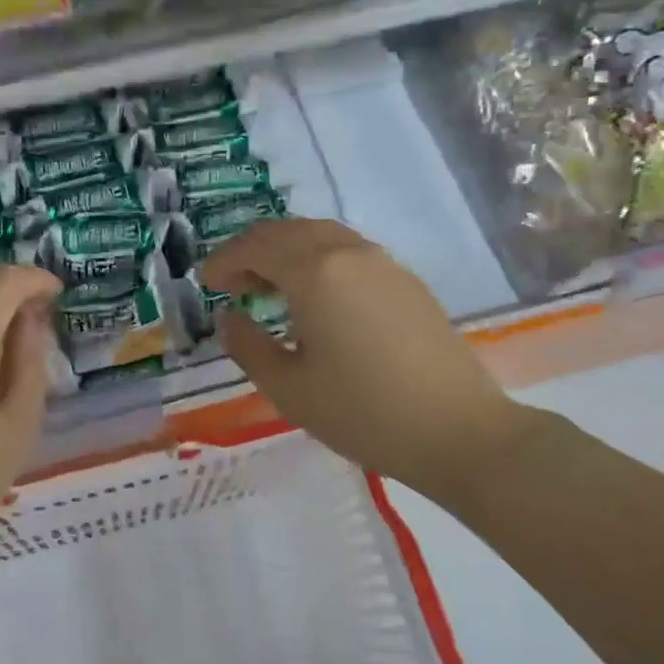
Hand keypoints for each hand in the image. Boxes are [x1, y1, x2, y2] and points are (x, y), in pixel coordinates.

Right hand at [200, 218, 526, 501]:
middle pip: (288, 231)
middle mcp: (349, 253)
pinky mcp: (406, 282)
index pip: (256, 247)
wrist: (458, 432)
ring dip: (286, 251)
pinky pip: (348, 251)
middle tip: (230, 283)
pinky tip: (314, 298)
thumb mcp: (288, 388)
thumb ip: (247, 345)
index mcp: (316, 272)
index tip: (204, 283)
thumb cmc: (362, 412)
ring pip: (321, 235)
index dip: (223, 261)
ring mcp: (384, 264)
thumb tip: (229, 317)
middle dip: (251, 251)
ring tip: (267, 287)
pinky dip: (317, 260)